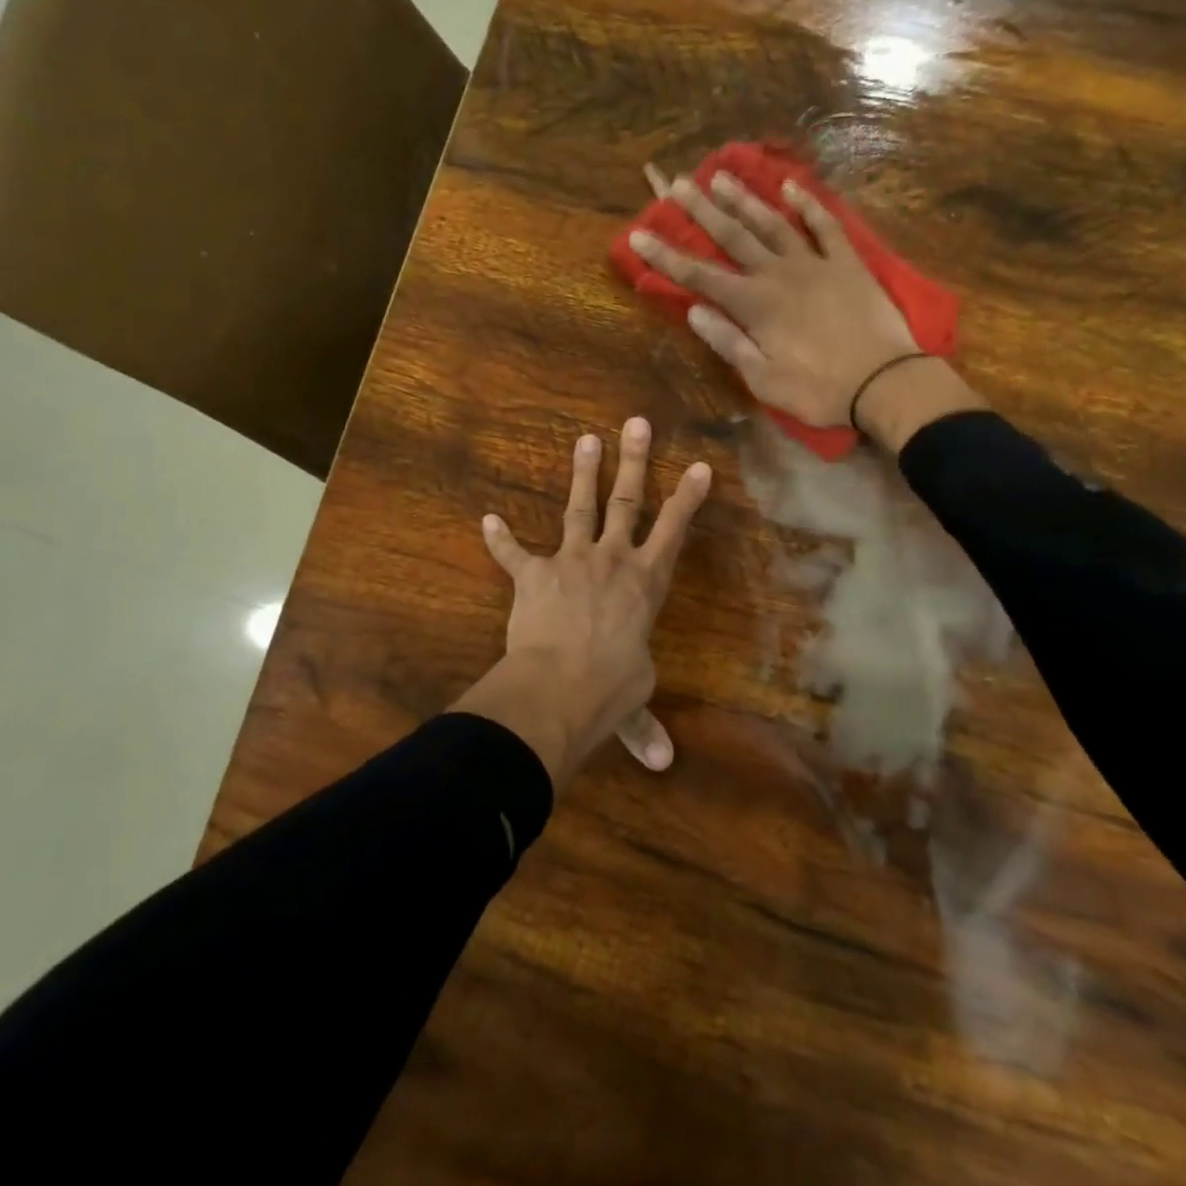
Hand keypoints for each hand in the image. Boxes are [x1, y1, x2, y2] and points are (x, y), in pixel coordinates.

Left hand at [451, 418, 711, 787]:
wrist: (559, 688)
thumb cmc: (609, 689)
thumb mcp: (634, 698)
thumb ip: (645, 724)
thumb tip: (663, 763)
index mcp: (645, 582)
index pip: (674, 530)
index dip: (688, 497)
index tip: (698, 465)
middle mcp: (612, 560)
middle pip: (627, 501)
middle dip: (634, 460)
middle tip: (635, 422)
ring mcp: (571, 561)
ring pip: (579, 507)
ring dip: (582, 473)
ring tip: (586, 439)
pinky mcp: (534, 575)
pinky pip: (514, 553)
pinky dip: (500, 539)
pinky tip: (486, 520)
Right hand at [631, 166, 919, 427]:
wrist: (885, 382)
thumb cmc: (818, 390)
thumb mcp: (763, 380)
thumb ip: (729, 343)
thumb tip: (694, 312)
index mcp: (754, 306)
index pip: (699, 277)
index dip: (666, 256)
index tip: (639, 233)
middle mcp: (778, 274)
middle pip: (733, 236)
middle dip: (701, 210)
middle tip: (677, 183)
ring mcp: (815, 264)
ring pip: (773, 222)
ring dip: (745, 198)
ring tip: (721, 174)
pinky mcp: (847, 263)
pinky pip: (825, 226)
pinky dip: (809, 205)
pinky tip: (792, 186)